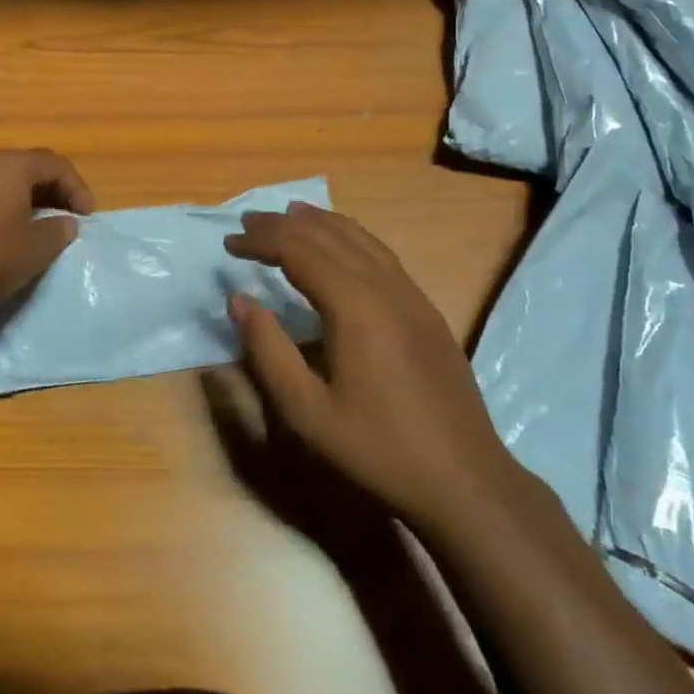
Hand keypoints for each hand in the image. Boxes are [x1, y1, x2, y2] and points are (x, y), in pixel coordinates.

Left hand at [0, 149, 94, 310]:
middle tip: (66, 215)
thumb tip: (66, 223)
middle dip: (52, 190)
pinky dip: (1, 207)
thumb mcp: (34, 250)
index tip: (87, 215)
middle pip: (28, 167)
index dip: (78, 187)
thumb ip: (57, 232)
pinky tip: (2, 234)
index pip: (56, 164)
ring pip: (2, 181)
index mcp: (11, 166)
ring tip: (37, 225)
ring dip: (25, 199)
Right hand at [223, 202, 524, 532]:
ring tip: (291, 214)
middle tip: (249, 222)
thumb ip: (268, 350)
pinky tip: (343, 246)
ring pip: (360, 238)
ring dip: (321, 223)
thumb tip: (239, 300)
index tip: (229, 244)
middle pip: (328, 236)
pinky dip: (352, 236)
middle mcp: (384, 286)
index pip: (298, 250)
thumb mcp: (307, 411)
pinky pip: (382, 254)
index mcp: (354, 304)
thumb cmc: (378, 449)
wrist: (464, 479)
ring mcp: (411, 294)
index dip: (261, 241)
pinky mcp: (426, 309)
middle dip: (284, 225)